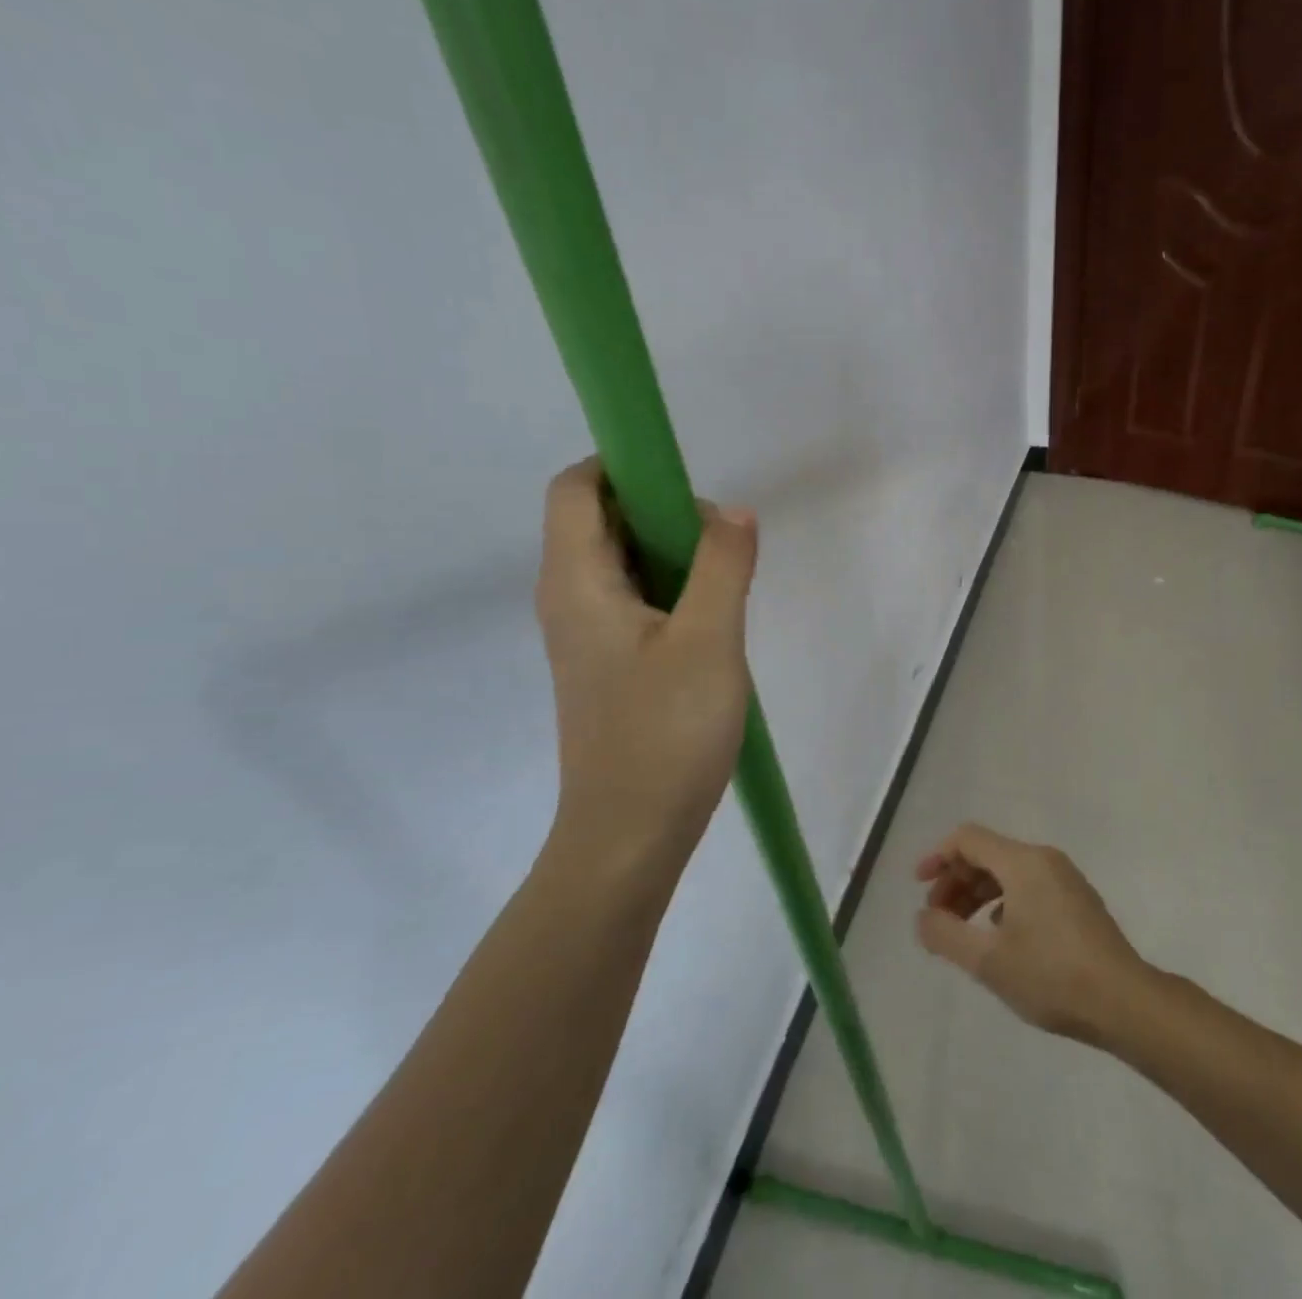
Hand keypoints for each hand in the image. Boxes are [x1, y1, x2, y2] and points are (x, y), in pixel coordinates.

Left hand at [533, 459, 756, 885]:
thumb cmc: (665, 733)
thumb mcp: (709, 640)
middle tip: (720, 546)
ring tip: (723, 587)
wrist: (630, 835)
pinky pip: (634, 600)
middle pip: (600, 519)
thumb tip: (732, 512)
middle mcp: (568, 598)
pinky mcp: (607, 663)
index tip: (685, 487)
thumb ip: (722, 565)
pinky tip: (712, 624)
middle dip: (661, 512)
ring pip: (623, 562)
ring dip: (673, 555)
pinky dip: (671, 591)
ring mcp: (586, 634)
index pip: (577, 487)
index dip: (624, 467)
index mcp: (576, 581)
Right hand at [914, 824, 1147, 1043]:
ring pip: (1008, 872)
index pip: (968, 839)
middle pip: (988, 853)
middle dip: (956, 881)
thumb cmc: (1052, 976)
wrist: (1125, 1002)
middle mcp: (1044, 859)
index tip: (919, 887)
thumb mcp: (988, 961)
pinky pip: (1029, 886)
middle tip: (938, 918)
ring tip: (963, 932)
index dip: (938, 857)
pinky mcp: (1078, 900)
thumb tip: (922, 917)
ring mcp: (1065, 879)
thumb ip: (945, 935)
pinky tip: (1000, 938)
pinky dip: (1003, 902)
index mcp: (1022, 862)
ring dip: (978, 894)